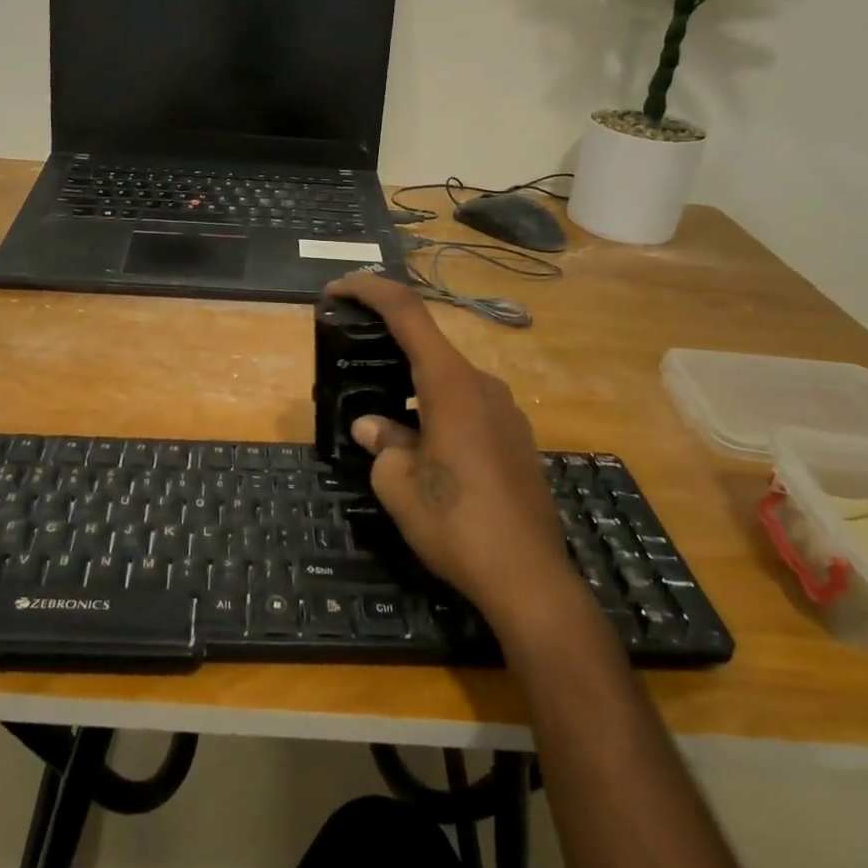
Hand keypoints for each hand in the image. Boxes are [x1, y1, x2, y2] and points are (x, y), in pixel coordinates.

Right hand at [329, 274, 572, 627]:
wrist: (529, 578)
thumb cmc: (455, 523)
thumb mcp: (398, 484)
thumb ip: (383, 443)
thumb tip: (374, 426)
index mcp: (451, 384)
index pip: (407, 313)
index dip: (370, 290)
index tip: (337, 289)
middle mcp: (483, 385)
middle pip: (429, 345)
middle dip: (388, 344)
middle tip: (352, 357)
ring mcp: (506, 411)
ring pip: (449, 379)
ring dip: (413, 383)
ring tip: (382, 412)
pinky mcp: (516, 438)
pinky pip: (468, 405)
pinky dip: (437, 407)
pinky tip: (423, 444)